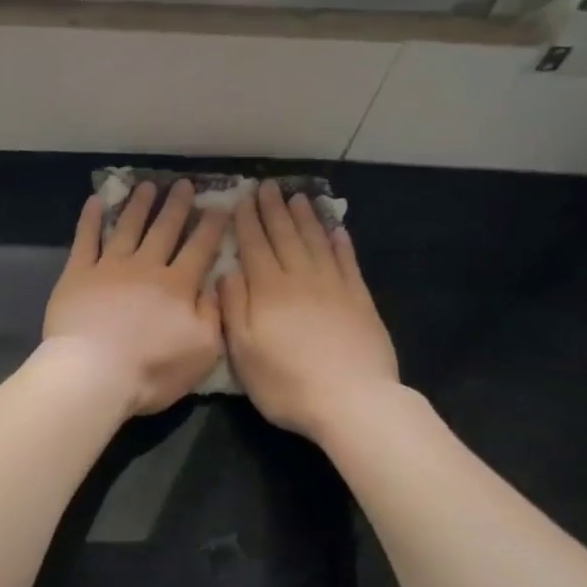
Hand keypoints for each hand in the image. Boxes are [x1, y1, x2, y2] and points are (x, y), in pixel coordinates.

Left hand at [44, 181, 228, 415]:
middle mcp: (146, 267)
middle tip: (184, 185)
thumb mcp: (203, 350)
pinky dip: (90, 219)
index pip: (199, 249)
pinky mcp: (77, 274)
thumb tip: (216, 284)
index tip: (220, 206)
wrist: (95, 373)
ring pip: (127, 227)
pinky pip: (85, 239)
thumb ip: (212, 314)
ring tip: (147, 186)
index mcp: (178, 286)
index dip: (211, 227)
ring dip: (139, 205)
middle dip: (176, 206)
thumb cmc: (153, 369)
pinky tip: (95, 201)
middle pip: (164, 230)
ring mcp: (109, 267)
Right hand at [220, 181, 399, 441]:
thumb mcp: (243, 352)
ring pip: (316, 242)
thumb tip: (226, 273)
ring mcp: (334, 286)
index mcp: (268, 291)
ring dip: (305, 218)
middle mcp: (300, 278)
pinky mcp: (359, 299)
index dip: (247, 222)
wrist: (351, 400)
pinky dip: (340, 242)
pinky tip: (336, 229)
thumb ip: (234, 309)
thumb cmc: (287, 383)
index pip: (254, 247)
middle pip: (285, 236)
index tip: (242, 199)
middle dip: (273, 210)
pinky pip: (347, 261)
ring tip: (297, 198)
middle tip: (268, 187)